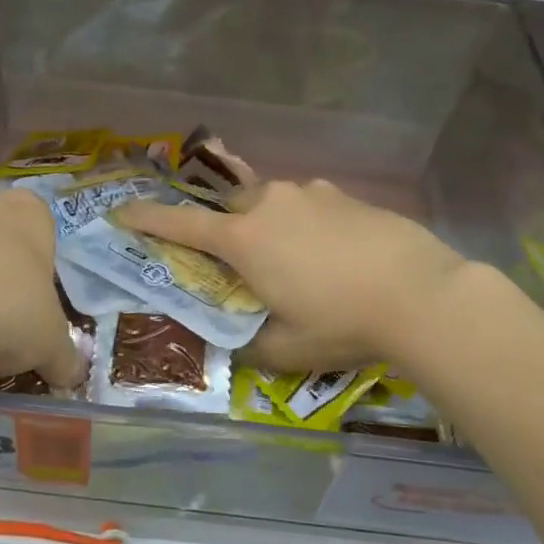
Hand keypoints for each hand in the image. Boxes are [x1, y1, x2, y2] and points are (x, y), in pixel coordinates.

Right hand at [115, 179, 473, 370]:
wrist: (422, 294)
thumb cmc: (342, 323)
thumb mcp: (286, 349)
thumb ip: (250, 346)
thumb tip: (237, 344)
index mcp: (244, 239)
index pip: (180, 225)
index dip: (147, 219)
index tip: (121, 211)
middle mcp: (271, 204)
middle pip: (229, 209)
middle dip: (224, 229)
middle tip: (238, 261)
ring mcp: (311, 194)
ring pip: (273, 203)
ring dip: (271, 226)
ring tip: (296, 263)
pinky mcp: (347, 195)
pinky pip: (310, 206)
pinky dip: (307, 225)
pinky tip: (333, 255)